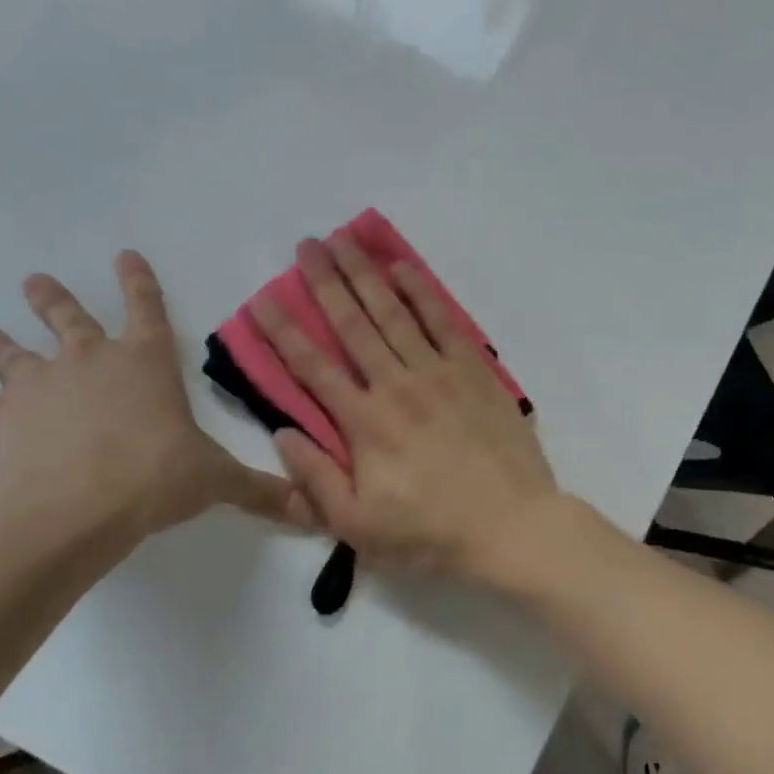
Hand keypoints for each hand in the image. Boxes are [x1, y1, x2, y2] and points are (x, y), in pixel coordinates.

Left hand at [0, 251, 308, 544]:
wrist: (72, 509)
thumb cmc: (155, 477)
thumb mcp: (217, 481)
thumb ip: (259, 490)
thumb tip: (311, 509)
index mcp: (145, 363)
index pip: (147, 309)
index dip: (140, 282)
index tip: (125, 254)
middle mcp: (88, 363)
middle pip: (69, 319)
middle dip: (54, 298)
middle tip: (35, 280)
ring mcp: (38, 388)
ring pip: (13, 356)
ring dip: (0, 345)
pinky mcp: (0, 424)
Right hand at [250, 234, 558, 580]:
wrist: (511, 526)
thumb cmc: (431, 534)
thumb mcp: (358, 526)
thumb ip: (315, 479)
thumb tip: (283, 433)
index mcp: (364, 423)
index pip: (312, 367)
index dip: (284, 331)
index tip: (262, 299)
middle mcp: (397, 385)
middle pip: (353, 324)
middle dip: (326, 281)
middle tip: (306, 244)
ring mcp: (439, 373)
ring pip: (395, 312)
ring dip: (367, 274)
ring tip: (345, 239)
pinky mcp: (475, 372)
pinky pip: (444, 321)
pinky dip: (423, 291)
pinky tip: (404, 268)